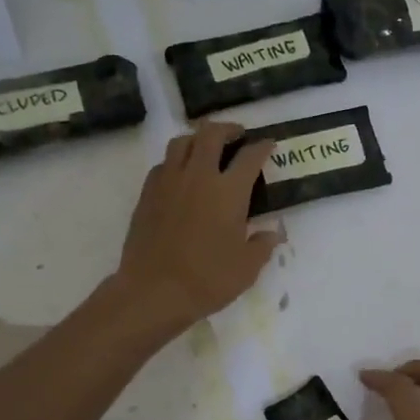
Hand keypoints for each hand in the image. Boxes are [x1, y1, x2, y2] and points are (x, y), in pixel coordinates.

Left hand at [114, 121, 278, 335]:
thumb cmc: (207, 280)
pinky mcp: (147, 194)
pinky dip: (176, 161)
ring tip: (207, 148)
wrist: (154, 291)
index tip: (268, 144)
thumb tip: (272, 233)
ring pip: (182, 142)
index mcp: (228, 191)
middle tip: (238, 136)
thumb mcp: (247, 268)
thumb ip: (262, 245)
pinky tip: (181, 175)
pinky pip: (163, 164)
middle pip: (211, 134)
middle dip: (228, 129)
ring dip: (198, 139)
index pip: (250, 156)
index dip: (262, 147)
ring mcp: (168, 182)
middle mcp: (198, 176)